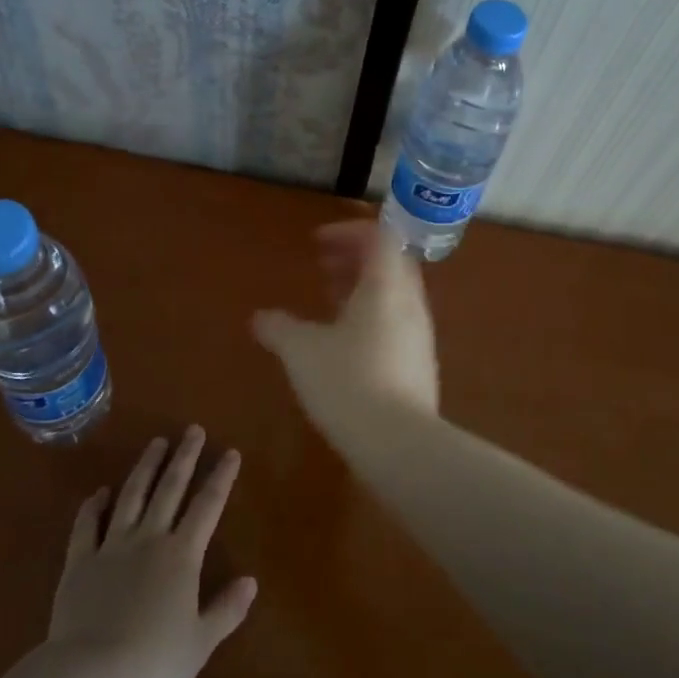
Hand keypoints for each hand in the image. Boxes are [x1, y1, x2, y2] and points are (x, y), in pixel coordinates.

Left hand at [47, 427, 256, 677]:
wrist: (92, 677)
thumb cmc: (154, 664)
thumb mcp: (201, 643)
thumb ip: (226, 609)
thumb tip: (251, 581)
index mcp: (181, 556)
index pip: (207, 507)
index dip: (220, 478)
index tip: (230, 452)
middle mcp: (148, 539)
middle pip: (169, 489)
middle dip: (184, 457)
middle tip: (192, 429)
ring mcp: (111, 546)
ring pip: (131, 496)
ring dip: (145, 467)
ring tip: (156, 443)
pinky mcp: (79, 561)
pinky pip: (87, 525)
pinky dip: (93, 506)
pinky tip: (100, 492)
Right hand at [251, 220, 439, 427]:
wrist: (400, 446)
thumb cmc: (348, 382)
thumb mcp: (301, 351)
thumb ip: (279, 328)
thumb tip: (259, 318)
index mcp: (385, 287)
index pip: (378, 237)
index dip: (348, 232)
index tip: (317, 243)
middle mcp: (409, 304)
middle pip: (388, 263)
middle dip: (353, 259)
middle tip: (322, 266)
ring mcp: (419, 337)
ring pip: (393, 295)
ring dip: (362, 289)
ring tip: (329, 301)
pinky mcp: (419, 366)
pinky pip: (396, 324)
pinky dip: (371, 317)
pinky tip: (344, 344)